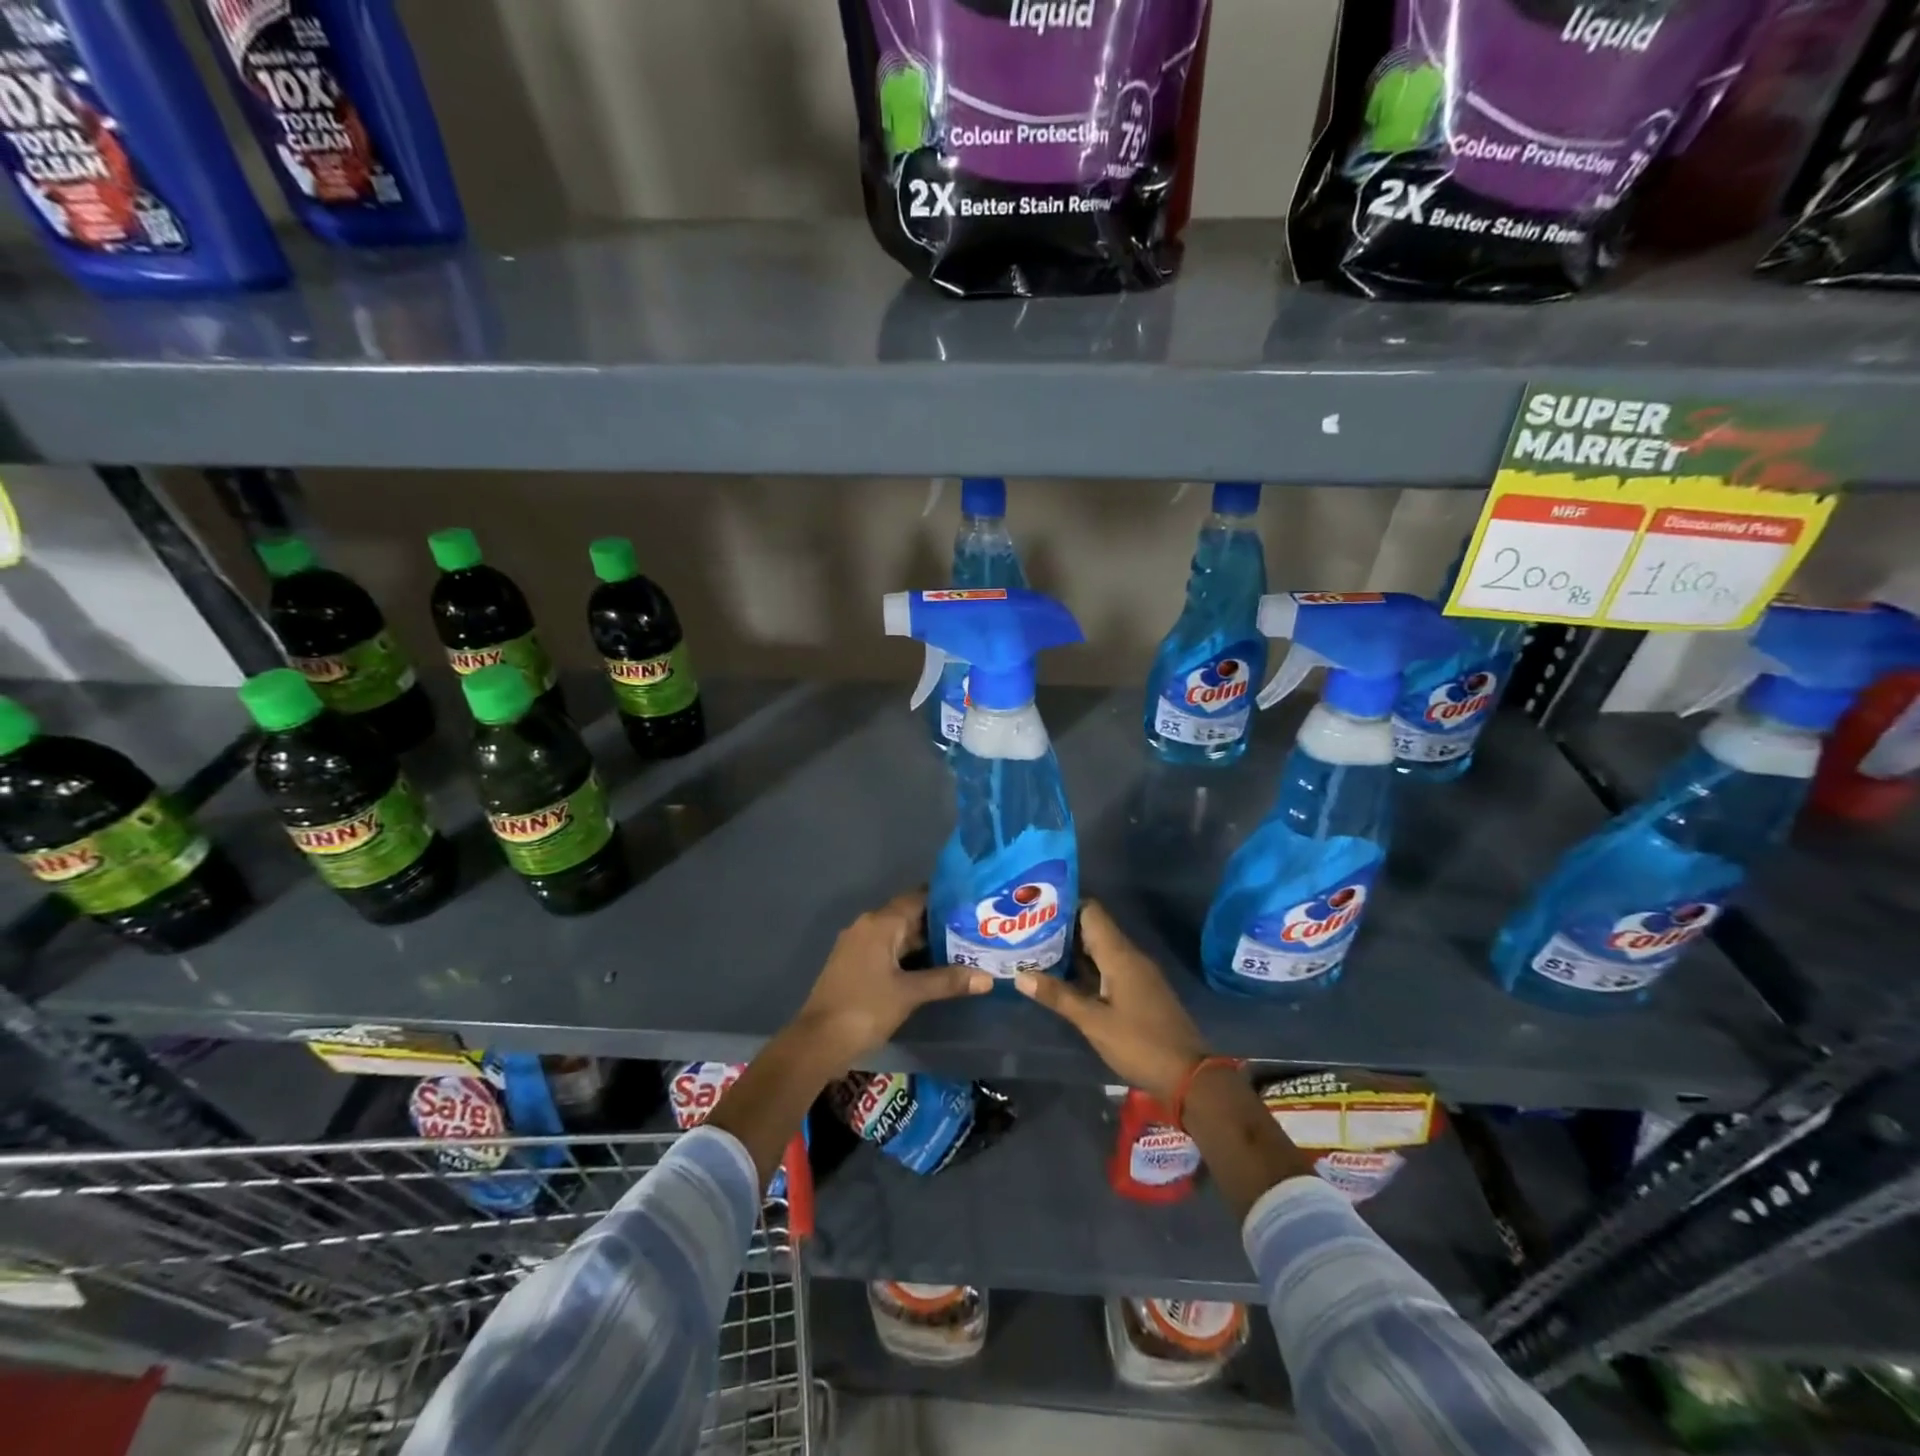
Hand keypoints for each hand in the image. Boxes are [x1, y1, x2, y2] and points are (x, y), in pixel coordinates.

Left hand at [794, 889, 991, 1069]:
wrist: (818, 1042)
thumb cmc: (865, 1009)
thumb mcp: (910, 994)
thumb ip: (948, 981)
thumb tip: (988, 978)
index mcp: (880, 923)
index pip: (918, 898)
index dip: (945, 900)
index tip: (973, 905)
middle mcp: (868, 926)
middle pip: (909, 916)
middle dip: (940, 924)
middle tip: (975, 930)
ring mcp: (858, 945)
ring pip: (899, 935)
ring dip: (925, 942)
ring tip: (962, 949)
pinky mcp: (855, 964)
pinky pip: (888, 950)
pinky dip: (909, 956)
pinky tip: (932, 969)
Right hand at [1016, 902, 1209, 1103]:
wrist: (1189, 1075)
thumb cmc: (1140, 1043)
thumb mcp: (1094, 1022)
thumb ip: (1058, 996)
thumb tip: (1020, 975)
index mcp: (1120, 955)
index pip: (1091, 912)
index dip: (1064, 906)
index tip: (1035, 908)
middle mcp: (1129, 956)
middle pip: (1093, 929)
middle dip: (1061, 930)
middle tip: (1026, 932)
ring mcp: (1136, 973)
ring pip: (1099, 950)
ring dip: (1071, 951)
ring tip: (1035, 952)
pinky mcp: (1139, 990)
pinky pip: (1108, 967)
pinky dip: (1085, 968)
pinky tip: (1063, 979)